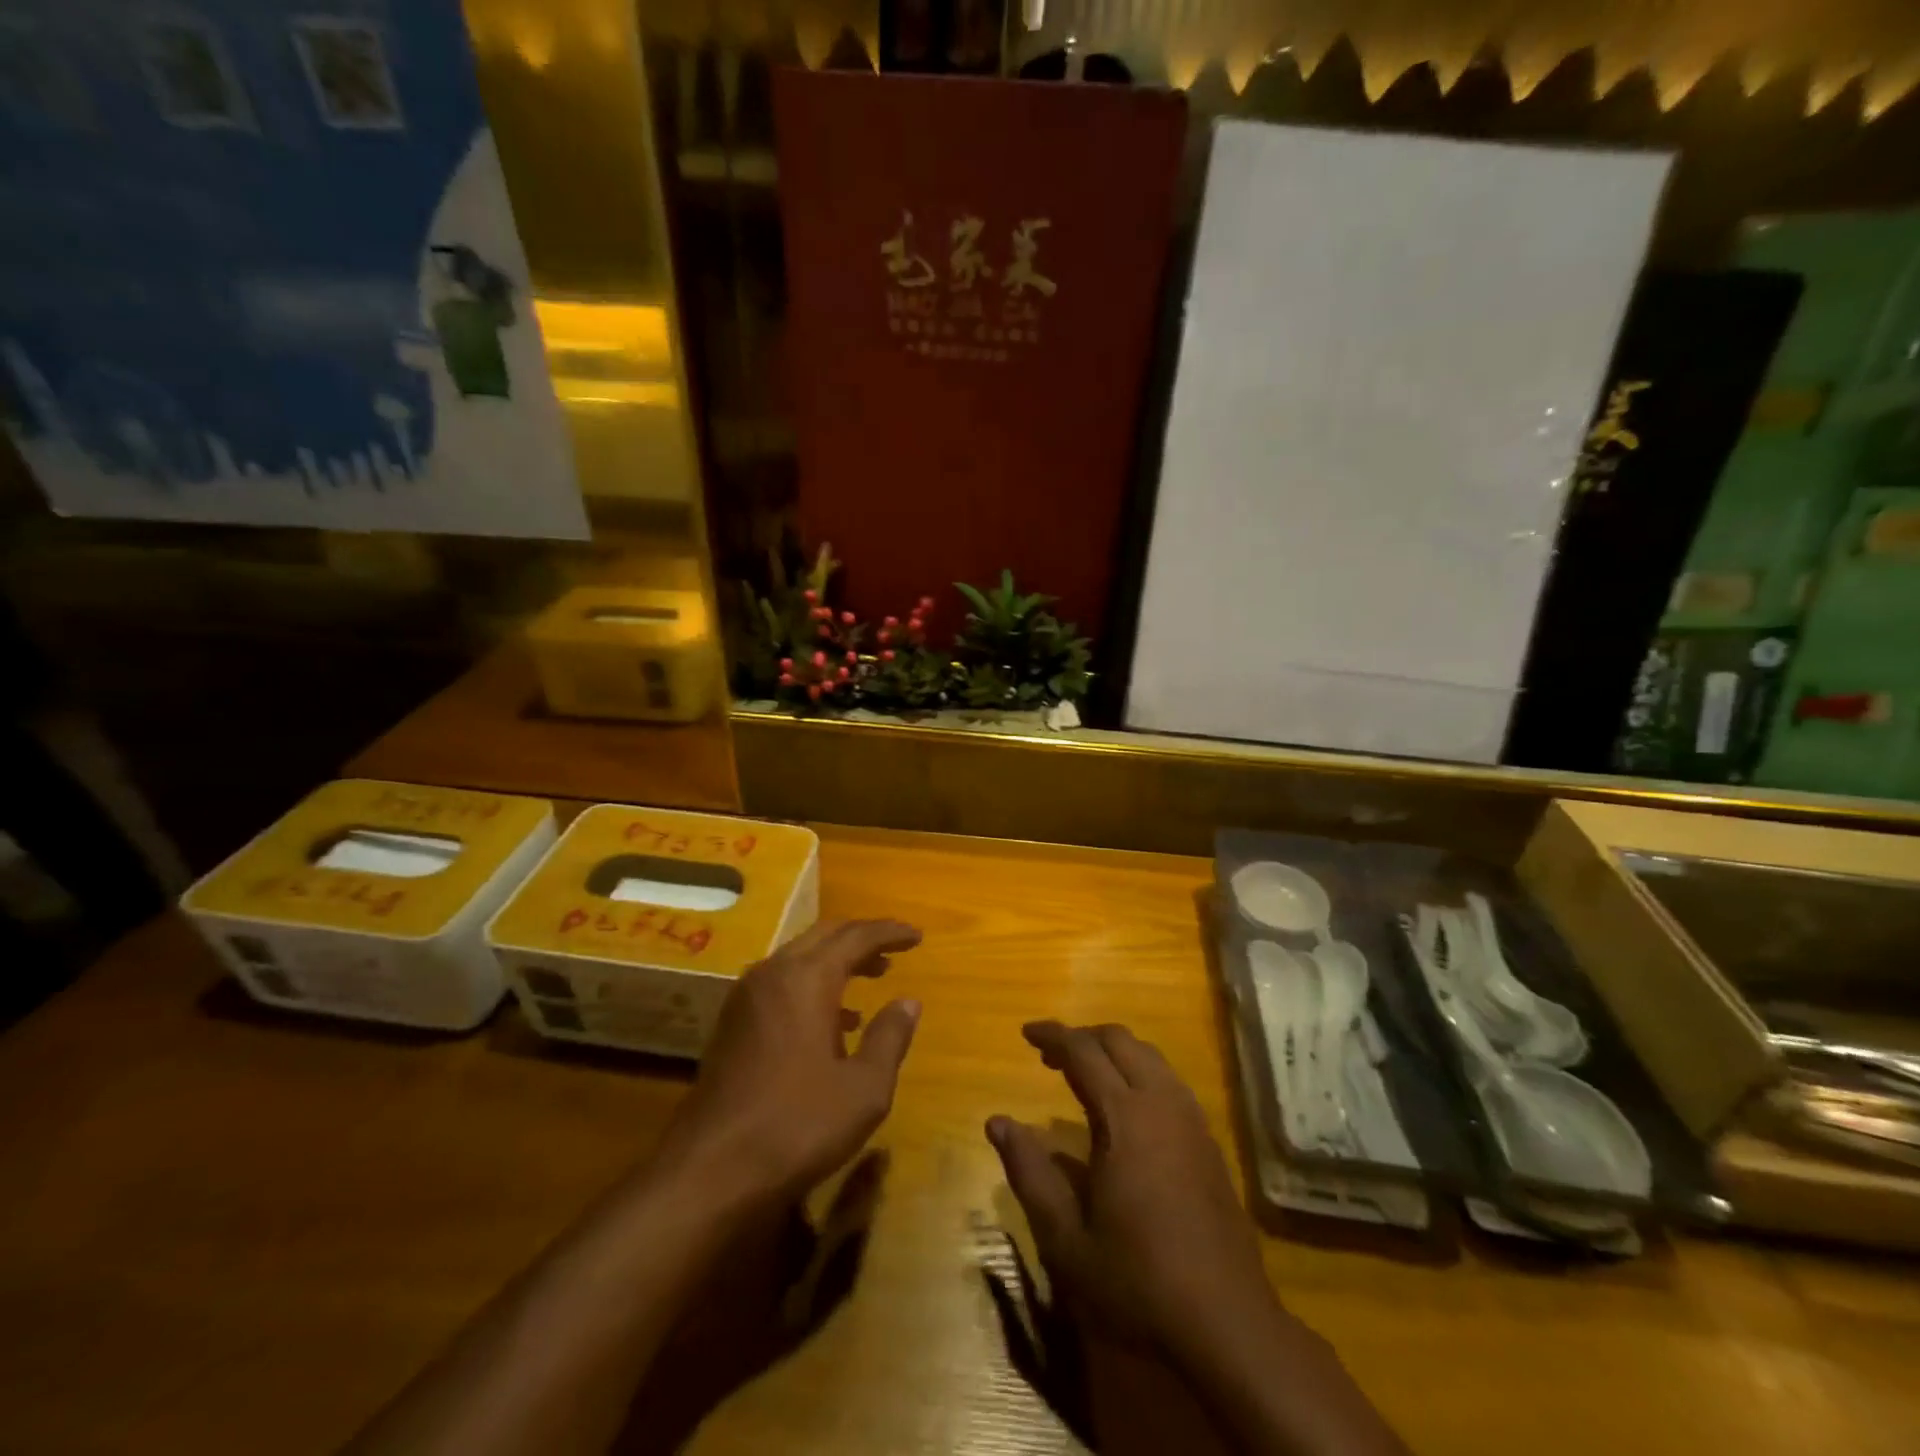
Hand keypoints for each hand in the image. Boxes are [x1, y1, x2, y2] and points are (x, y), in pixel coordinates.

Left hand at [654, 920, 922, 1206]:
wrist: (710, 1170)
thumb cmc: (797, 1125)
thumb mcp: (864, 1089)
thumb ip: (890, 1037)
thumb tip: (908, 1002)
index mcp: (807, 978)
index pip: (856, 936)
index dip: (889, 932)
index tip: (917, 935)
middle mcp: (773, 973)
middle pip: (824, 935)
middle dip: (862, 938)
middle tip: (894, 949)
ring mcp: (747, 997)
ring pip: (800, 956)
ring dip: (837, 959)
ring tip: (872, 976)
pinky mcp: (732, 1023)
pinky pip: (781, 982)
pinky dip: (813, 983)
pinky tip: (833, 1020)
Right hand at [987, 1021, 1278, 1354]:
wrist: (1228, 1325)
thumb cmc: (1138, 1281)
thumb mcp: (1066, 1238)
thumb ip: (1030, 1173)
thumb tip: (996, 1122)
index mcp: (1125, 1117)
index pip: (1083, 1052)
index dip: (1053, 1035)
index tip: (1026, 1031)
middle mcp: (1162, 1103)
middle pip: (1120, 1041)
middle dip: (1083, 1037)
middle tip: (1050, 1056)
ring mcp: (1192, 1120)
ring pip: (1149, 1056)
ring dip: (1113, 1052)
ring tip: (1084, 1074)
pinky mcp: (1209, 1142)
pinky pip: (1169, 1081)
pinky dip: (1139, 1072)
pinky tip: (1126, 1108)